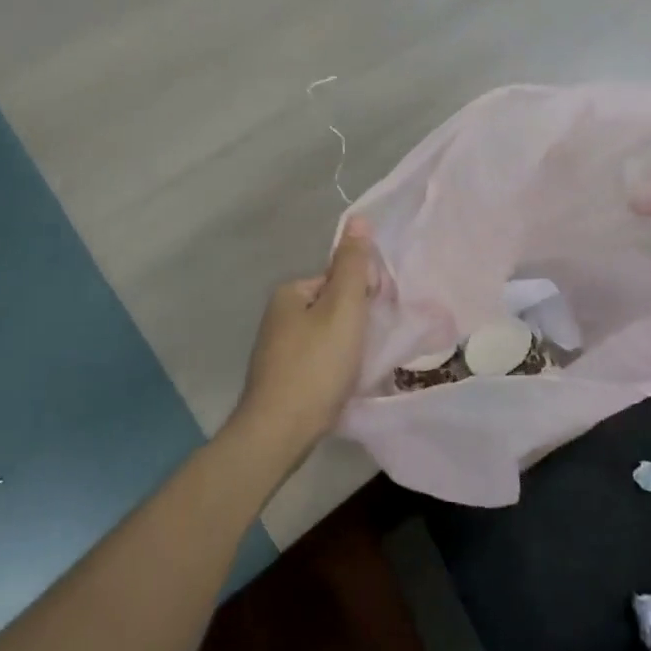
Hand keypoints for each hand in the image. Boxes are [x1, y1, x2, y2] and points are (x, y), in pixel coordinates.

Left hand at [233, 220, 379, 457]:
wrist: (279, 432)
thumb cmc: (317, 365)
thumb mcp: (343, 308)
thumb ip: (353, 265)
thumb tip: (359, 218)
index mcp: (290, 293)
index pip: (338, 278)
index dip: (363, 294)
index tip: (375, 319)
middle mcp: (278, 316)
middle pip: (332, 307)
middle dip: (356, 322)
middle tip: (369, 346)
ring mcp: (276, 350)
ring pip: (326, 336)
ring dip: (347, 346)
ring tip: (358, 367)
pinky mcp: (281, 379)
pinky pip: (317, 360)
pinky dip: (333, 367)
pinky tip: (342, 384)